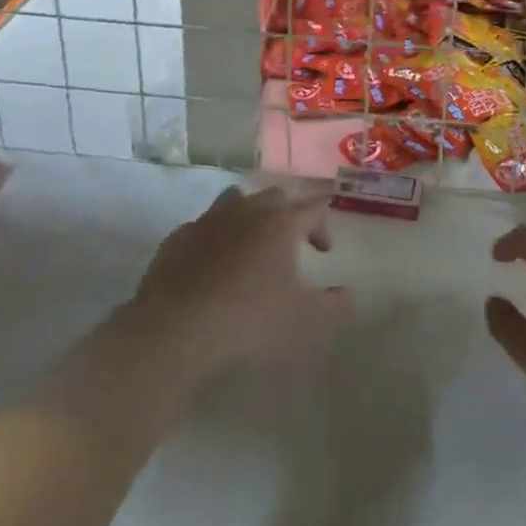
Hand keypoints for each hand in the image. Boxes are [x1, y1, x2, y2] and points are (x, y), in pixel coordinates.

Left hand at [131, 185, 351, 377]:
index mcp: (282, 224)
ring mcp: (209, 220)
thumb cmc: (249, 321)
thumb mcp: (304, 323)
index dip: (324, 224)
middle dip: (289, 215)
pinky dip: (214, 237)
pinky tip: (211, 263)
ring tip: (251, 245)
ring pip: (236, 200)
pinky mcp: (179, 237)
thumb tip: (349, 295)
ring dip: (250, 216)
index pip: (314, 206)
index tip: (325, 250)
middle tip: (293, 246)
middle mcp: (248, 211)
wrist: (176, 328)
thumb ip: (335, 307)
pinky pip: (203, 226)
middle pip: (275, 197)